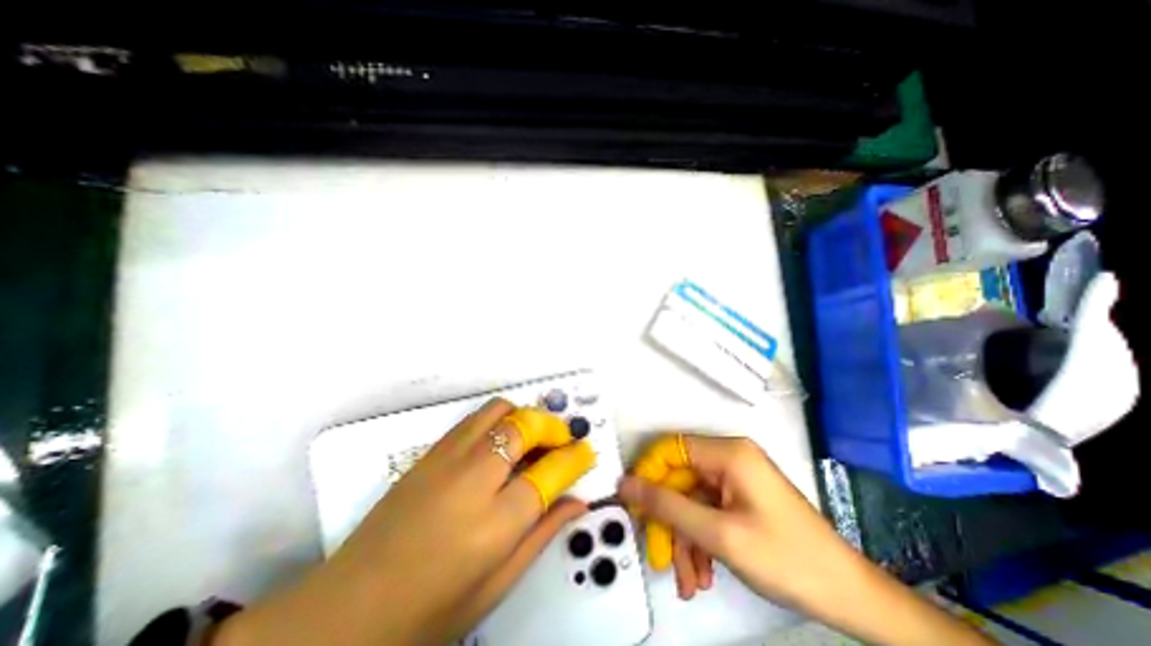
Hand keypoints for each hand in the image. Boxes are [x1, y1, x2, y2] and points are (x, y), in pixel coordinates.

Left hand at [216, 399, 596, 645]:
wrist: (345, 611)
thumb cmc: (429, 612)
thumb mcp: (498, 583)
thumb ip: (543, 533)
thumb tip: (579, 501)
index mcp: (495, 523)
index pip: (551, 472)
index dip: (576, 457)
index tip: (588, 452)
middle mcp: (473, 478)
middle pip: (525, 426)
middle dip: (553, 427)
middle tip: (562, 441)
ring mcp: (447, 458)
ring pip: (499, 410)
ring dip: (525, 417)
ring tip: (533, 438)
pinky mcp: (430, 452)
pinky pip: (475, 418)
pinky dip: (499, 419)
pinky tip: (501, 442)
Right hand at [621, 433, 841, 605]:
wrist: (849, 597)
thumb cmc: (787, 559)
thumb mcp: (719, 535)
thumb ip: (667, 506)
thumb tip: (626, 484)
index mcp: (728, 453)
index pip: (671, 449)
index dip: (649, 473)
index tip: (635, 505)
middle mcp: (730, 458)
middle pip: (680, 480)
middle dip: (670, 520)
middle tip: (661, 556)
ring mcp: (736, 478)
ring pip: (692, 501)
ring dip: (684, 538)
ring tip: (688, 579)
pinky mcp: (740, 497)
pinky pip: (707, 511)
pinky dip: (700, 540)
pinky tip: (703, 573)